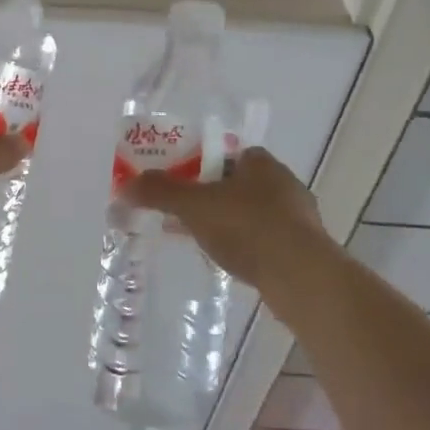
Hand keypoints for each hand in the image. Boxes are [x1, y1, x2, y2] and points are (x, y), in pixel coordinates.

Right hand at [123, 147, 335, 290]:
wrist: (300, 276)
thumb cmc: (247, 227)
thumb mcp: (194, 206)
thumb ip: (160, 192)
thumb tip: (125, 185)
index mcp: (261, 162)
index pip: (226, 154)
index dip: (199, 166)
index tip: (179, 184)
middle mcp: (283, 183)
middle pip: (236, 184)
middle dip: (209, 197)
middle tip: (182, 214)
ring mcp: (297, 217)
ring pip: (251, 213)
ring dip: (226, 223)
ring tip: (200, 240)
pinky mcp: (303, 248)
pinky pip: (264, 240)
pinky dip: (244, 246)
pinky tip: (228, 261)